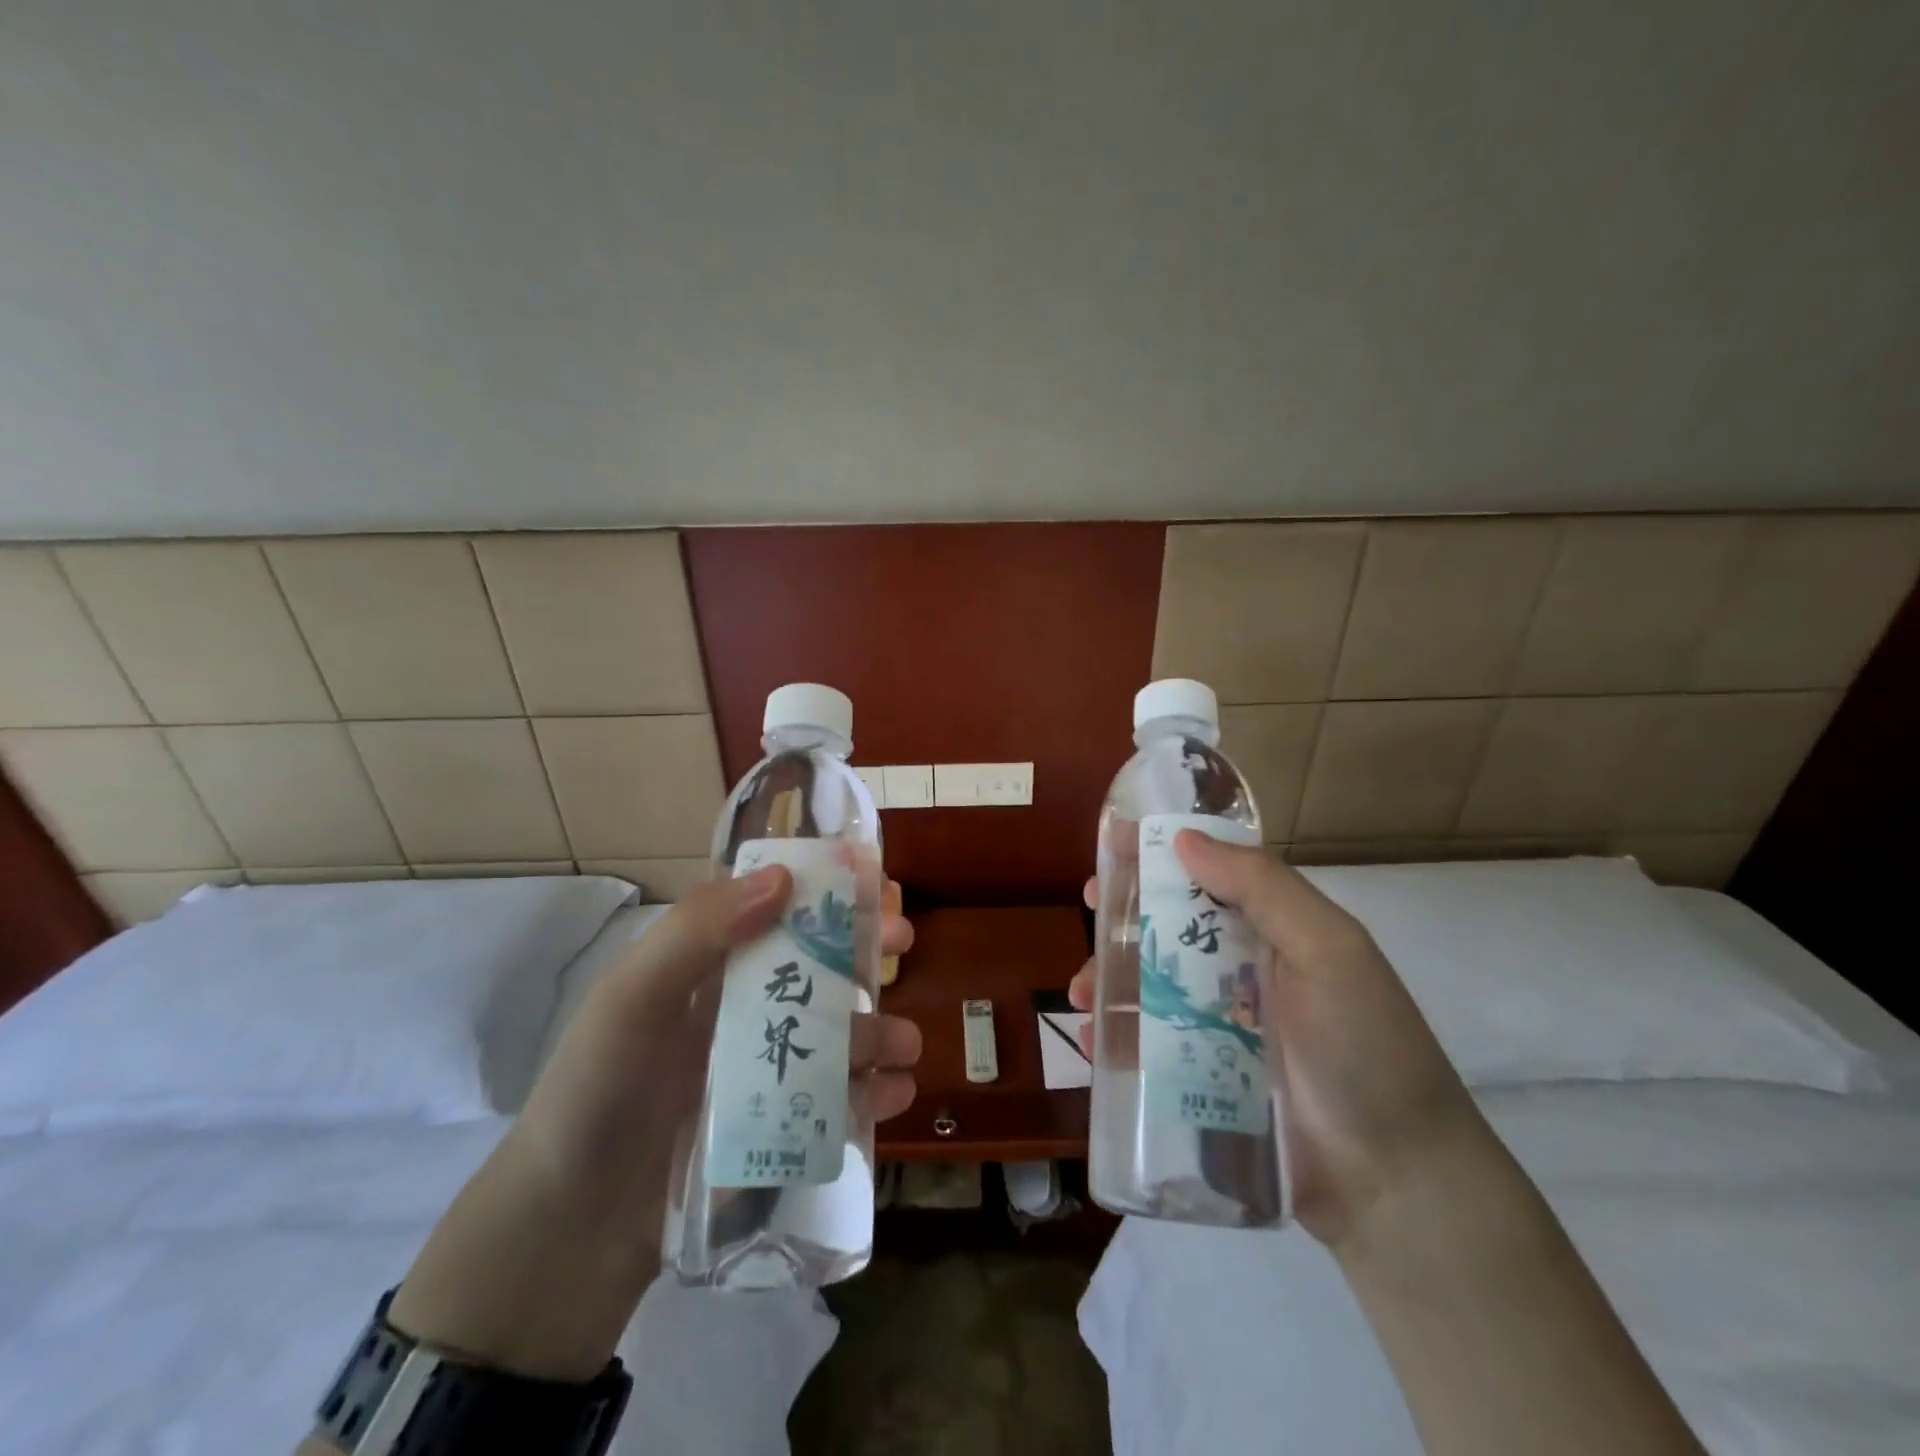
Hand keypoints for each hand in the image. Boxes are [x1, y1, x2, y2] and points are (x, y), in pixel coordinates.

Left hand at [514, 865, 919, 1220]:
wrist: (563, 1242)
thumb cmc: (594, 1099)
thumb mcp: (631, 1002)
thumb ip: (696, 932)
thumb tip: (784, 877)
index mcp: (701, 968)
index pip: (770, 907)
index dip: (821, 888)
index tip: (871, 879)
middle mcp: (733, 1010)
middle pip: (812, 965)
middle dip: (862, 950)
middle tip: (906, 943)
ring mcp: (755, 1070)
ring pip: (832, 1033)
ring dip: (876, 1029)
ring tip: (908, 1046)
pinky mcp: (771, 1128)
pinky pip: (833, 1099)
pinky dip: (870, 1092)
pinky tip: (896, 1093)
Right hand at [1070, 832, 1488, 1249]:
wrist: (1397, 1185)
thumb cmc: (1366, 1049)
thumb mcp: (1329, 951)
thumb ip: (1264, 888)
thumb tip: (1184, 839)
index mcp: (1273, 932)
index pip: (1209, 876)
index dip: (1161, 856)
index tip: (1113, 846)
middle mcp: (1243, 972)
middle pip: (1168, 929)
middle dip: (1123, 915)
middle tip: (1089, 910)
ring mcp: (1220, 1028)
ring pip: (1150, 987)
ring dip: (1108, 978)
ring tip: (1083, 994)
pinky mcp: (1202, 1081)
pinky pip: (1147, 1049)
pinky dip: (1115, 1040)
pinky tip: (1095, 1043)